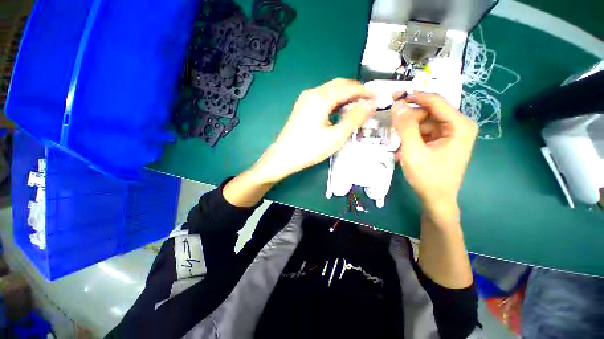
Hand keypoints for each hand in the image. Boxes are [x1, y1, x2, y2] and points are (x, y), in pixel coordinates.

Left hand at [251, 78, 376, 183]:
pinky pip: (323, 98)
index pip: (349, 88)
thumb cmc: (310, 149)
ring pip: (330, 91)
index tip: (379, 97)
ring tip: (358, 106)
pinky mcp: (302, 107)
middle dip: (356, 91)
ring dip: (346, 96)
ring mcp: (305, 99)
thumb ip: (355, 119)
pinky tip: (340, 110)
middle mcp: (312, 93)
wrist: (283, 157)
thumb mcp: (336, 136)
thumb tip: (371, 105)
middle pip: (339, 85)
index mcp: (321, 97)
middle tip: (370, 101)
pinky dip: (335, 101)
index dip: (365, 91)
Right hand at [392, 92, 477, 217]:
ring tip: (399, 145)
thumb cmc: (427, 176)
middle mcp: (458, 126)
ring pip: (425, 123)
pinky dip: (412, 138)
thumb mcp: (413, 151)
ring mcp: (451, 134)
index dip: (413, 96)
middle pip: (429, 112)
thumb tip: (397, 104)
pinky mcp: (443, 141)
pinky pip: (425, 132)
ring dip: (409, 131)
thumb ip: (405, 127)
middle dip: (410, 119)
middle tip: (393, 129)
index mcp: (459, 125)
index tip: (394, 96)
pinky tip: (404, 149)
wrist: (436, 199)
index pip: (435, 101)